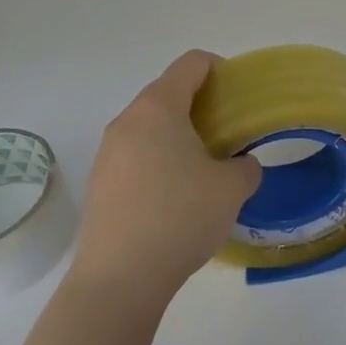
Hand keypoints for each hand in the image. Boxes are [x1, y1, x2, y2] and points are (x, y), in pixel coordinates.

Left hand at [71, 51, 261, 309]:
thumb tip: (240, 165)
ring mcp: (107, 152)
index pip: (191, 64)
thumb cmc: (180, 217)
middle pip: (168, 92)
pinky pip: (136, 155)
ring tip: (205, 169)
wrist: (118, 280)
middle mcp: (127, 120)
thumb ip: (245, 166)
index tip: (239, 97)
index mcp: (158, 108)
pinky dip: (160, 160)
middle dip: (202, 106)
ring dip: (179, 135)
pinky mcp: (99, 183)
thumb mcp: (231, 189)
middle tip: (229, 135)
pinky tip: (177, 197)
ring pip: (151, 126)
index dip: (220, 70)